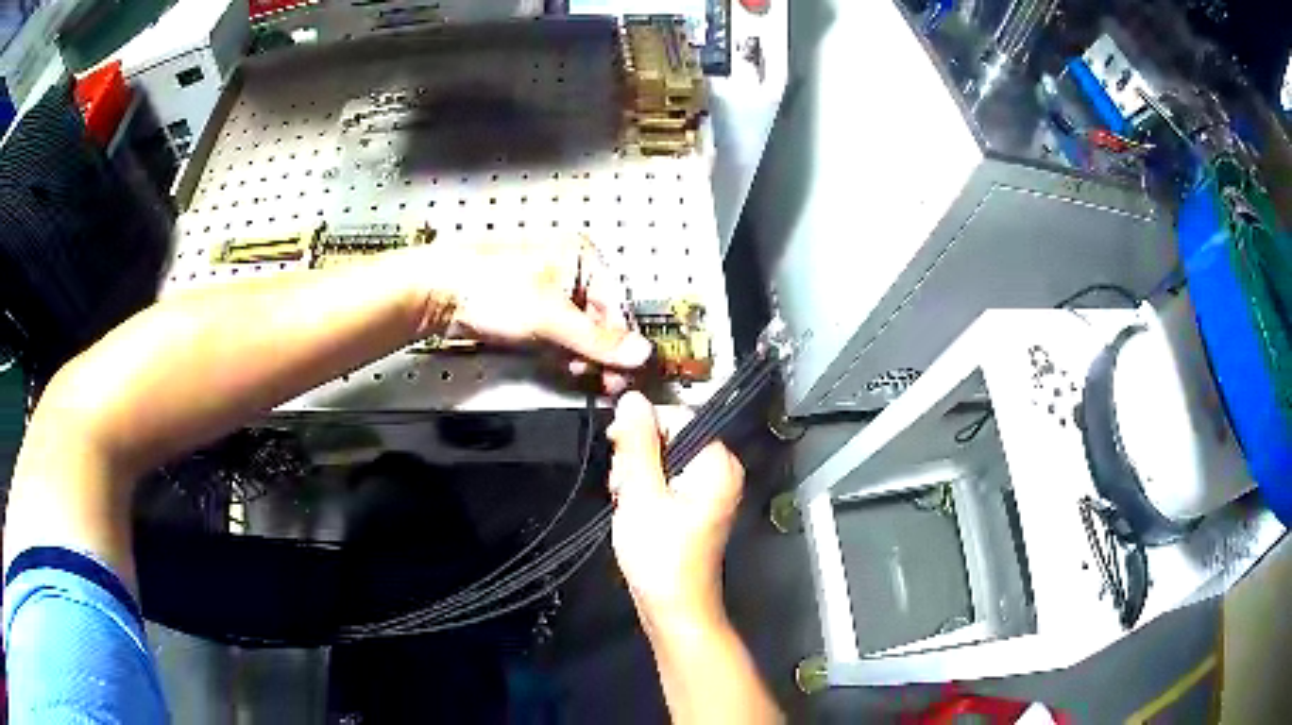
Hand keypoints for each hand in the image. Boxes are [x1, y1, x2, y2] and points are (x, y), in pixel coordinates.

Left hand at [425, 235, 651, 390]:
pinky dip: (562, 354)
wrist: (438, 293)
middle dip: (601, 353)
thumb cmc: (488, 286)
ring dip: (582, 357)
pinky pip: (558, 336)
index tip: (628, 373)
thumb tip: (638, 353)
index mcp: (582, 258)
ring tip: (580, 374)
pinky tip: (561, 365)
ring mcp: (549, 292)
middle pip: (601, 321)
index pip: (618, 306)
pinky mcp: (530, 310)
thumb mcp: (551, 318)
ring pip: (580, 332)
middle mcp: (570, 271)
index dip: (623, 343)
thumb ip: (598, 340)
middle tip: (606, 382)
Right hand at [607, 392, 744, 626]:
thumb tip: (632, 397)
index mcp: (717, 462)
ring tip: (628, 503)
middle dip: (637, 457)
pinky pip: (666, 478)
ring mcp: (709, 488)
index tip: (618, 453)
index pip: (675, 415)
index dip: (641, 429)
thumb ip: (636, 443)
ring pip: (662, 458)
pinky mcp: (695, 504)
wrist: (674, 607)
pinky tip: (634, 509)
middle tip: (624, 488)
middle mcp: (720, 469)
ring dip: (636, 475)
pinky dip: (645, 489)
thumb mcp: (641, 493)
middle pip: (668, 436)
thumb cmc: (660, 556)